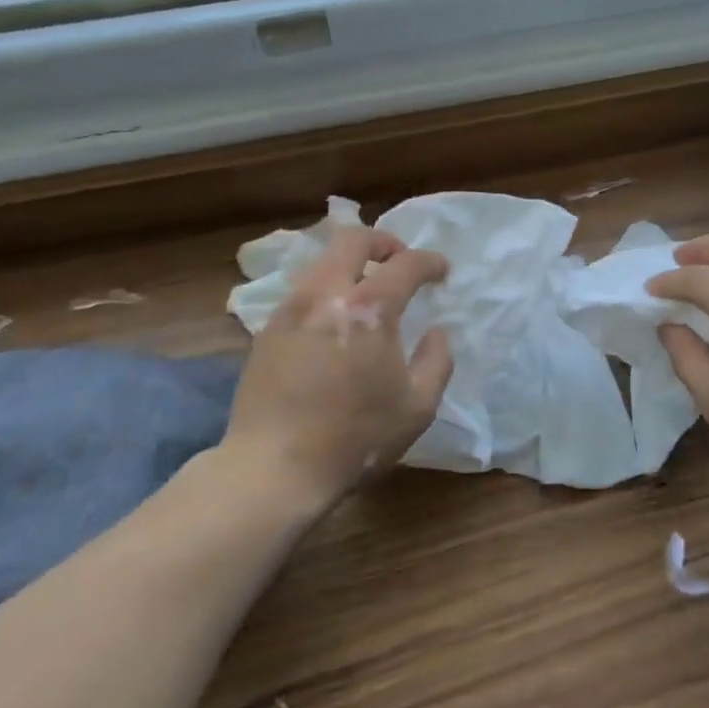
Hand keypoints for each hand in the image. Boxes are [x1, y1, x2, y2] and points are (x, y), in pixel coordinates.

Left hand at [225, 225, 453, 513]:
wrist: (273, 469)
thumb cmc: (355, 439)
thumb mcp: (417, 407)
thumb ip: (437, 361)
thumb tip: (435, 333)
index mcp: (368, 309)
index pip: (406, 264)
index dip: (430, 262)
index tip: (441, 271)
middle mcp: (325, 295)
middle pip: (352, 238)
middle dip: (383, 242)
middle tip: (399, 260)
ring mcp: (290, 309)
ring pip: (322, 261)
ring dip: (350, 264)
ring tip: (366, 291)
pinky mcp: (267, 329)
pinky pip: (302, 290)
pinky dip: (326, 290)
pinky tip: (334, 322)